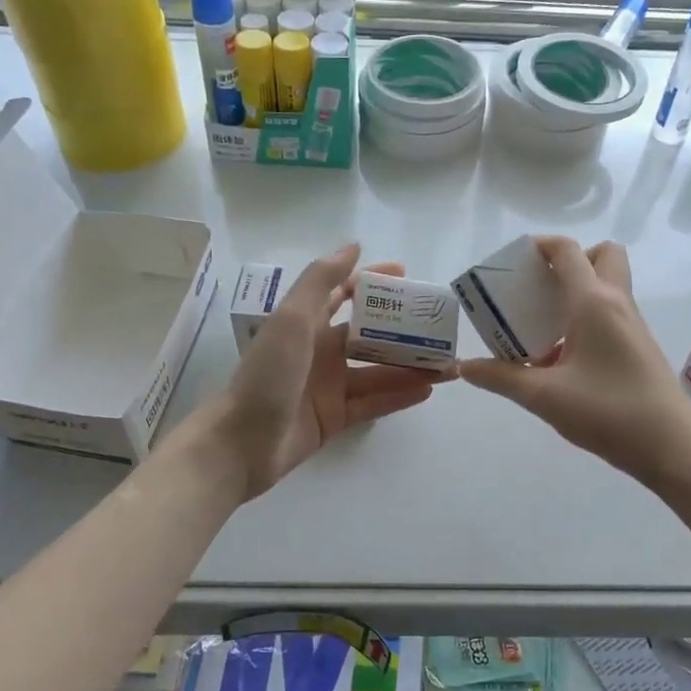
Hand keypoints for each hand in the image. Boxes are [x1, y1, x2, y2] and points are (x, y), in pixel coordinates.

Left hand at [209, 244, 444, 498]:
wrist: (242, 442)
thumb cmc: (268, 374)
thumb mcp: (292, 319)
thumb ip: (321, 281)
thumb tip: (354, 247)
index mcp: (307, 324)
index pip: (344, 295)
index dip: (373, 283)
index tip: (407, 276)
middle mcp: (320, 352)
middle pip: (370, 336)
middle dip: (404, 331)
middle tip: (441, 328)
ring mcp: (329, 387)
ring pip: (378, 372)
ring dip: (411, 366)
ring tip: (448, 364)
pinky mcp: (335, 419)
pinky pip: (374, 403)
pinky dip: (399, 395)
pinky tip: (428, 389)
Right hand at [459, 236, 690, 481]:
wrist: (672, 447)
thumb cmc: (608, 412)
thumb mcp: (544, 396)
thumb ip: (501, 378)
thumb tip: (464, 368)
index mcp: (593, 303)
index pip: (568, 251)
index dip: (540, 246)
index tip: (512, 261)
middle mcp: (617, 303)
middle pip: (601, 255)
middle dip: (570, 260)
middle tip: (540, 287)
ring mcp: (632, 325)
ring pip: (608, 285)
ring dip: (577, 290)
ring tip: (542, 323)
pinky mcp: (638, 347)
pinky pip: (610, 313)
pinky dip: (586, 317)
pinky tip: (562, 356)